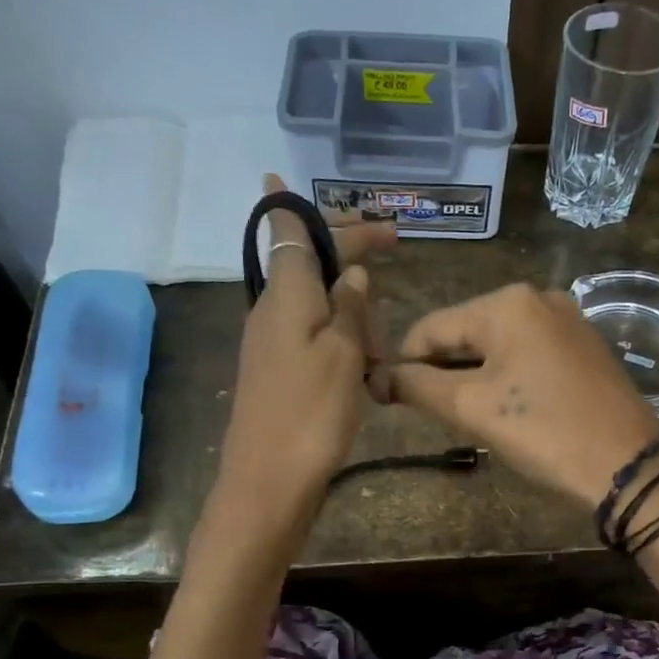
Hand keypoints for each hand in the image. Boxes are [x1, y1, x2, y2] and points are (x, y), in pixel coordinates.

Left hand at [213, 176, 394, 537]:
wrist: (268, 482)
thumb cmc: (310, 413)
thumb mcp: (344, 355)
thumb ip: (352, 308)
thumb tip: (354, 274)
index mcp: (287, 295)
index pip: (288, 233)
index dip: (292, 205)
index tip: (279, 176)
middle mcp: (273, 311)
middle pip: (309, 264)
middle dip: (350, 255)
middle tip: (391, 247)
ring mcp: (272, 344)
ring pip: (317, 303)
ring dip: (353, 309)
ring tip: (383, 345)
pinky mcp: (278, 373)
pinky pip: (314, 336)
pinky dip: (343, 338)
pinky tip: (365, 363)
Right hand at [391, 283, 658, 507]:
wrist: (627, 465)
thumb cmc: (544, 431)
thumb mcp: (472, 409)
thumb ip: (418, 386)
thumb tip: (378, 377)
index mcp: (506, 303)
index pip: (431, 327)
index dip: (405, 364)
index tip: (392, 400)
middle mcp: (538, 298)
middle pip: (465, 331)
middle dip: (444, 370)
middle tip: (435, 415)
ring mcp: (567, 319)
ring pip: (497, 344)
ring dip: (474, 375)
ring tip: (470, 415)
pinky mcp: (584, 345)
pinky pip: (528, 353)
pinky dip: (507, 375)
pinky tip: (509, 408)